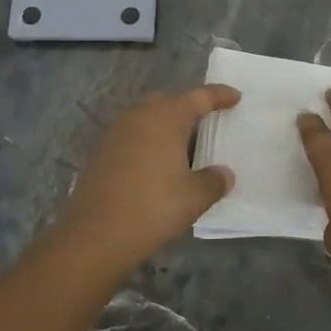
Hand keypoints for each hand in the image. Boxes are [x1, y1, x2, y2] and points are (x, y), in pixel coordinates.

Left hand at [51, 84, 239, 275]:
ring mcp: (115, 132)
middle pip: (168, 100)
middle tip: (207, 118)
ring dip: (165, 123)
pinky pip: (131, 134)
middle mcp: (139, 116)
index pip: (199, 97)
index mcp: (166, 118)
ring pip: (146, 116)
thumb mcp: (194, 198)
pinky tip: (155, 162)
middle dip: (188, 105)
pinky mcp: (100, 151)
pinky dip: (147, 140)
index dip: (219, 95)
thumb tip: (224, 174)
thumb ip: (214, 181)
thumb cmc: (152, 208)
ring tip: (183, 142)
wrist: (95, 235)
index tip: (236, 96)